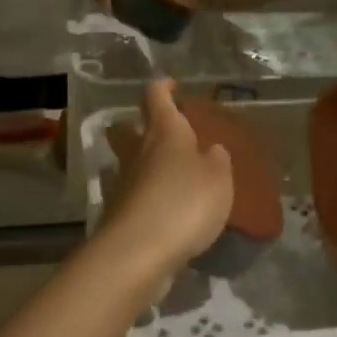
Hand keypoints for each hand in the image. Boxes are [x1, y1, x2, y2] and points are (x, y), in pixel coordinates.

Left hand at [101, 81, 233, 275]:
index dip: (163, 88)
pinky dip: (142, 197)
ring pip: (126, 163)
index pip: (156, 96)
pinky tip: (159, 209)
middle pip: (126, 129)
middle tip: (158, 132)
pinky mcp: (117, 214)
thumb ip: (217, 161)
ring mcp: (122, 183)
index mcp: (164, 132)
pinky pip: (130, 196)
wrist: (139, 251)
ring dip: (140, 164)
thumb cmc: (185, 203)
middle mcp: (137, 151)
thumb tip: (211, 149)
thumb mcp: (219, 179)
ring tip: (164, 176)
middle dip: (136, 125)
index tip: (171, 85)